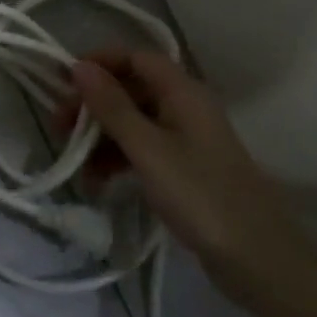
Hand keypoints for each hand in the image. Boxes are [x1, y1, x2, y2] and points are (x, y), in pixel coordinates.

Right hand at [69, 50, 316, 304]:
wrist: (256, 258)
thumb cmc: (200, 195)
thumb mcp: (148, 149)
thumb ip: (112, 107)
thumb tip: (79, 66)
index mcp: (183, 92)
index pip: (136, 58)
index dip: (100, 63)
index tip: (63, 82)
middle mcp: (185, 107)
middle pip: (132, 89)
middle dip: (94, 104)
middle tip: (59, 128)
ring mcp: (186, 139)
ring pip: (134, 122)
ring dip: (101, 135)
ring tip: (74, 162)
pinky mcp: (184, 169)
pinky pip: (143, 149)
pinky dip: (118, 158)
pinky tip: (97, 180)